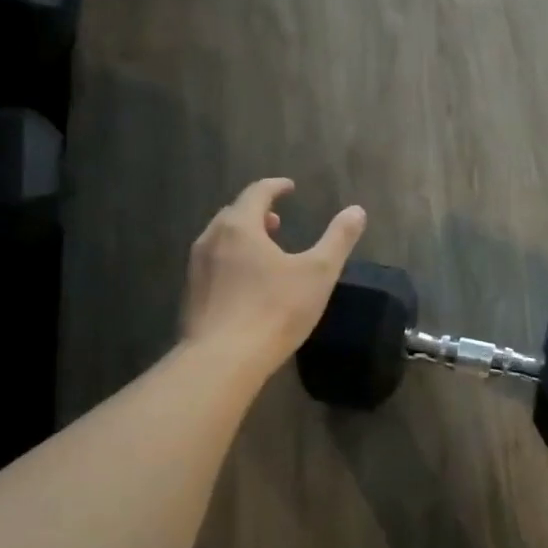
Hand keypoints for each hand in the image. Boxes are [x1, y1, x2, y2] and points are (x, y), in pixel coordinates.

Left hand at [182, 179, 366, 372]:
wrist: (222, 360)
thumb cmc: (275, 310)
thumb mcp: (319, 273)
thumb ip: (338, 239)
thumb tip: (356, 210)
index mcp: (239, 227)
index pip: (257, 192)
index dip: (276, 187)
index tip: (290, 188)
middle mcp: (211, 240)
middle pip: (233, 214)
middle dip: (257, 212)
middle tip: (277, 220)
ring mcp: (196, 269)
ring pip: (220, 240)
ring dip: (242, 238)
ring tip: (263, 251)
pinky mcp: (191, 296)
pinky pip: (213, 265)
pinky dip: (231, 261)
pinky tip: (246, 284)